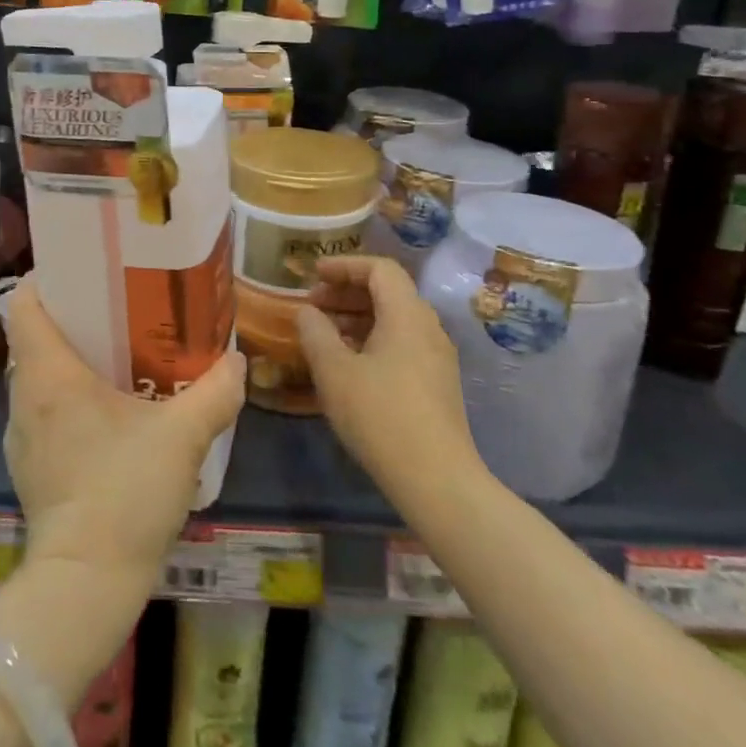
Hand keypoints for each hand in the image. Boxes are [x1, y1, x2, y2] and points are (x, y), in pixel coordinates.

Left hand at [2, 276, 244, 594]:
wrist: (85, 583)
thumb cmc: (125, 492)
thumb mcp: (182, 437)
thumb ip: (215, 392)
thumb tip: (237, 361)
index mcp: (49, 373)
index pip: (26, 303)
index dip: (50, 279)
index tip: (86, 272)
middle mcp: (25, 395)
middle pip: (36, 336)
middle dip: (74, 319)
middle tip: (119, 310)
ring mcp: (21, 435)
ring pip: (40, 376)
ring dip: (72, 362)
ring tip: (118, 357)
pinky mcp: (29, 467)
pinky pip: (44, 412)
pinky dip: (68, 400)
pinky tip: (108, 415)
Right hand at [296, 256, 482, 509]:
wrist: (437, 481)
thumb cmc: (380, 416)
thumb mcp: (334, 371)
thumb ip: (315, 332)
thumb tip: (307, 311)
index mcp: (407, 314)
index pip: (380, 268)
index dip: (344, 265)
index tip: (313, 274)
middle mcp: (428, 328)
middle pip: (388, 291)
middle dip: (347, 291)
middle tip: (313, 305)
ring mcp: (437, 357)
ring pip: (395, 319)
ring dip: (357, 317)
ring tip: (324, 334)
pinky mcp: (437, 384)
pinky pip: (402, 343)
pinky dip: (372, 339)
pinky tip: (349, 364)